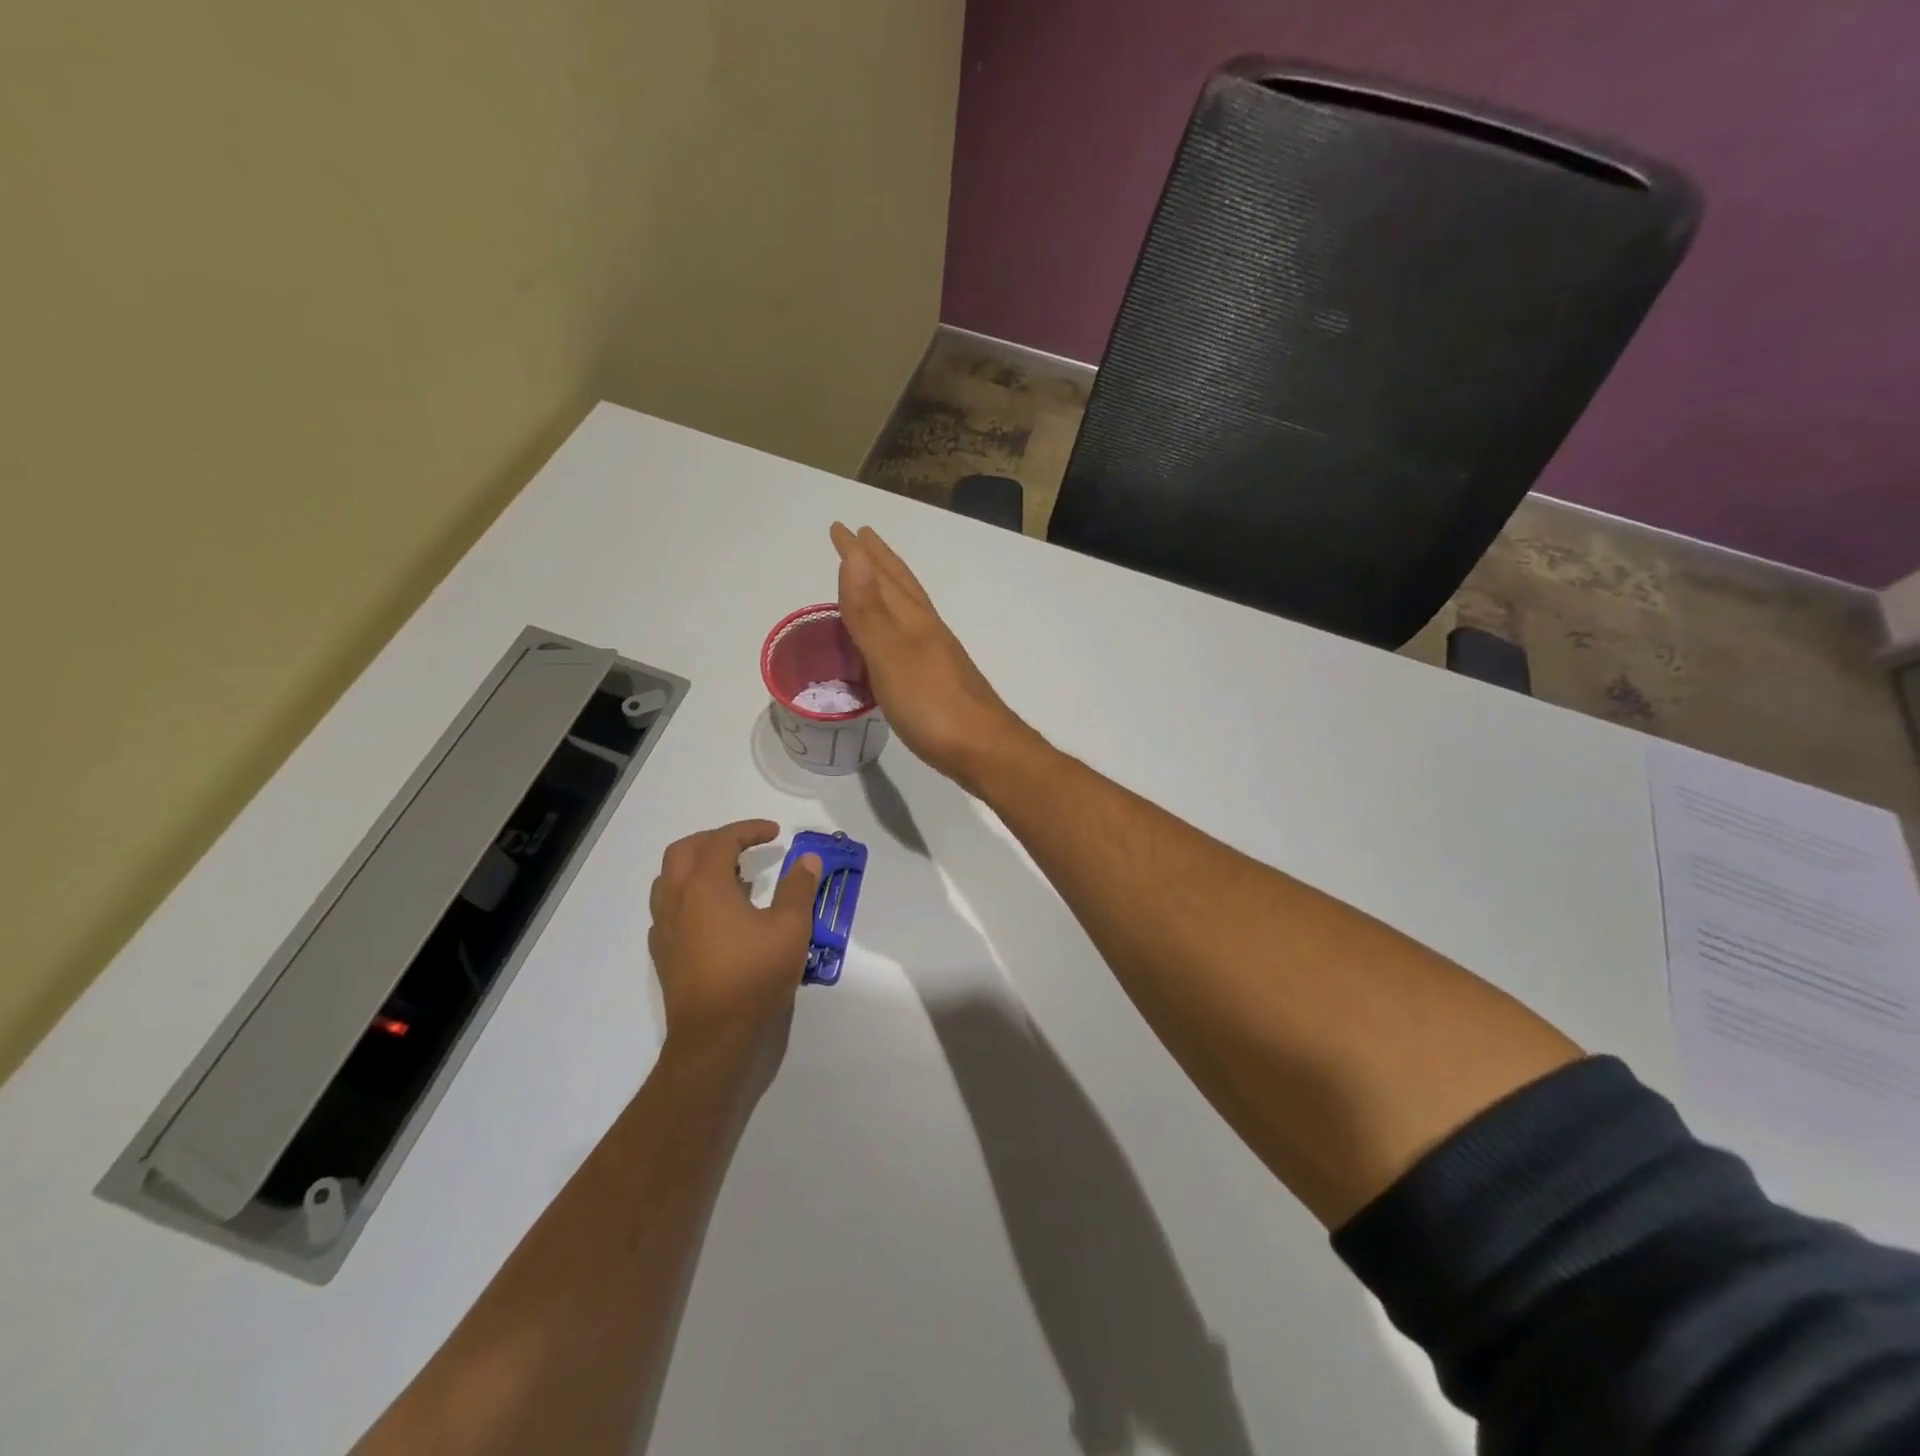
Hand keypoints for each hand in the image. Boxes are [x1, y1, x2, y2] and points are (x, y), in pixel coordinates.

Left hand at [648, 821, 822, 1050]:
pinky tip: (715, 916)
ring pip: (670, 879)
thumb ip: (799, 888)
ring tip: (732, 878)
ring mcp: (664, 927)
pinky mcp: (663, 952)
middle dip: (715, 840)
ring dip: (697, 867)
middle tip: (746, 847)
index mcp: (705, 885)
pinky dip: (690, 896)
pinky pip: (669, 908)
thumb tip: (808, 860)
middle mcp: (677, 899)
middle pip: (685, 851)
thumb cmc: (754, 976)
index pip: (722, 840)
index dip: (748, 830)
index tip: (775, 833)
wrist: (714, 1037)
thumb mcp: (791, 928)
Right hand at [831, 522, 1033, 792]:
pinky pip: (910, 638)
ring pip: (909, 610)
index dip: (859, 553)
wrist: (984, 750)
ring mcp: (938, 655)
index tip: (841, 528)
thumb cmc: (932, 705)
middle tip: (861, 539)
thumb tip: (856, 554)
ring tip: (873, 581)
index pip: (881, 577)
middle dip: (878, 562)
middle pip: (901, 586)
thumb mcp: (891, 655)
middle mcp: (928, 630)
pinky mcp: (940, 681)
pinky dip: (896, 626)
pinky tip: (895, 641)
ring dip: (888, 590)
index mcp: (913, 620)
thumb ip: (869, 610)